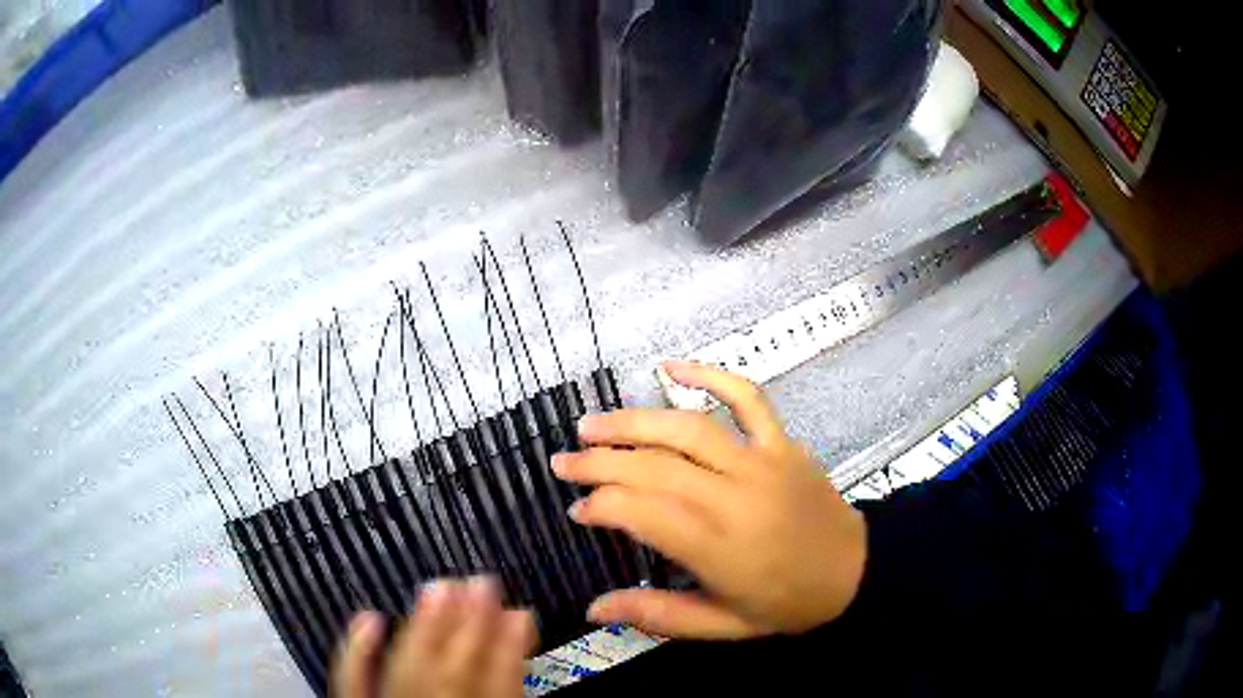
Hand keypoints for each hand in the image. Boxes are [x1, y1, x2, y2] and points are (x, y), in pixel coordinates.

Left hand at [332, 578, 535, 697]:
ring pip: (406, 666)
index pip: (498, 683)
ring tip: (438, 584)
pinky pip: (352, 679)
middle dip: (470, 623)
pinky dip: (357, 649)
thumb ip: (511, 686)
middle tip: (482, 580)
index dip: (512, 645)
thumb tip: (524, 640)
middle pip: (451, 669)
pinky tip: (368, 617)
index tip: (521, 611)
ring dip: (423, 625)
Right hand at [552, 360, 866, 639]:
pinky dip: (709, 375)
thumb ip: (657, 616)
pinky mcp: (782, 443)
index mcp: (719, 547)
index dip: (600, 505)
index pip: (641, 512)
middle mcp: (735, 496)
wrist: (855, 573)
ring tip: (590, 424)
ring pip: (687, 428)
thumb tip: (594, 608)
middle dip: (599, 461)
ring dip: (633, 421)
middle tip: (562, 462)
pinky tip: (670, 365)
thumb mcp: (722, 626)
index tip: (577, 510)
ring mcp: (762, 461)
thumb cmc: (786, 605)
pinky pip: (747, 397)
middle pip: (654, 467)